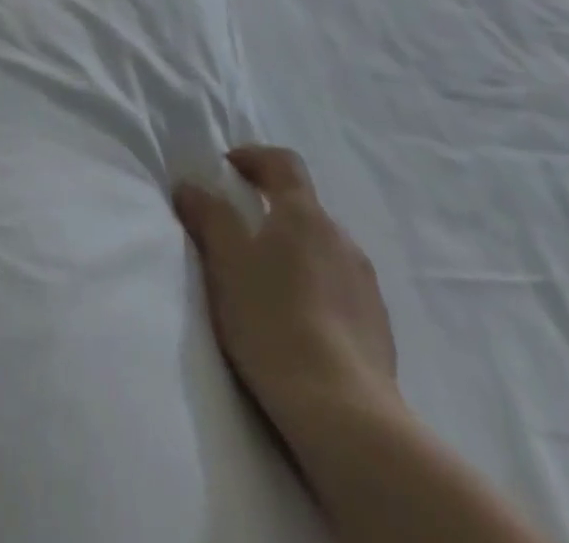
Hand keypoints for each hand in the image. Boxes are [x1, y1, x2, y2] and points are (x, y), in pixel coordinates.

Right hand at [174, 147, 396, 433]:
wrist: (343, 411)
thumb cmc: (273, 319)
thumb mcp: (226, 261)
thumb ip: (208, 215)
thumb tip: (190, 185)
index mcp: (304, 213)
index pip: (283, 162)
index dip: (254, 157)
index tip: (228, 167)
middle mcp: (340, 237)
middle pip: (303, 206)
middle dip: (271, 210)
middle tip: (239, 231)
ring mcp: (365, 283)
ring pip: (322, 248)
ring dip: (294, 251)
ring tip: (266, 281)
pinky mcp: (378, 326)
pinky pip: (339, 287)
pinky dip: (315, 287)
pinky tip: (297, 319)